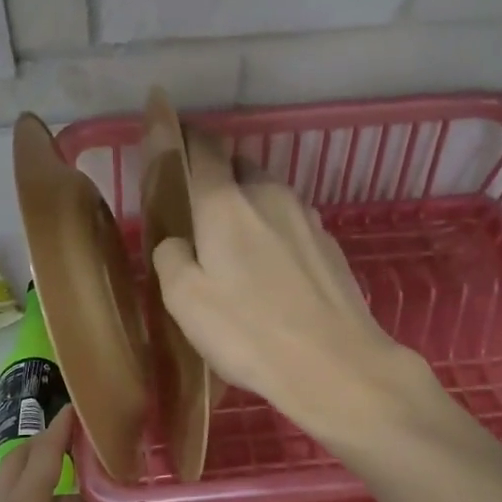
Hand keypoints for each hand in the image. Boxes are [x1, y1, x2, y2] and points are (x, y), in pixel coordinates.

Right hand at [151, 133, 407, 434]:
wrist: (336, 364)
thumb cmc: (248, 332)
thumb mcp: (185, 301)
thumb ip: (171, 258)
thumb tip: (177, 243)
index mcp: (226, 203)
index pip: (201, 149)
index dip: (180, 138)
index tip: (166, 138)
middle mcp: (269, 195)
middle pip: (237, 167)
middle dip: (215, 177)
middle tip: (197, 212)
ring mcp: (307, 218)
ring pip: (267, 195)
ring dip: (246, 207)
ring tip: (234, 248)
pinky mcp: (330, 244)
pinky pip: (290, 224)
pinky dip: (272, 233)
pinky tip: (270, 272)